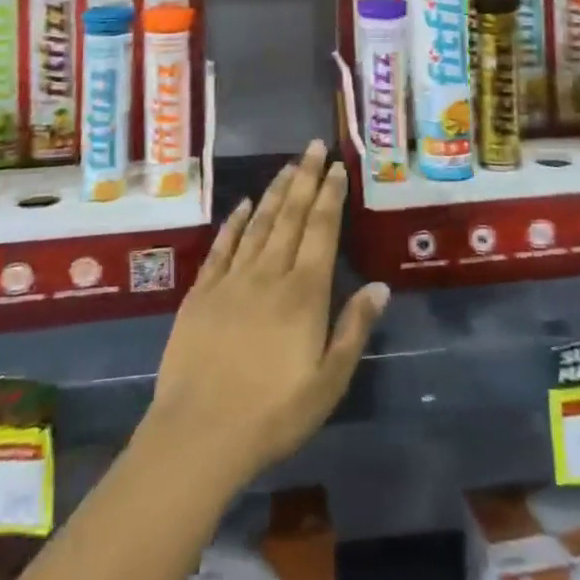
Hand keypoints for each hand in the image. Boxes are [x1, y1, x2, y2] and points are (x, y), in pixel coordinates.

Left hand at [145, 141, 388, 489]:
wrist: (200, 433)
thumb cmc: (274, 414)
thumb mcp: (329, 382)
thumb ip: (353, 329)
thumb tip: (379, 286)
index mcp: (304, 293)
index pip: (322, 231)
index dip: (330, 196)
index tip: (337, 167)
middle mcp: (270, 274)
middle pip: (291, 216)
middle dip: (305, 178)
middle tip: (314, 146)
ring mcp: (232, 279)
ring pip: (259, 223)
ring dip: (276, 192)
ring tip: (288, 166)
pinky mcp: (202, 291)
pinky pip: (222, 246)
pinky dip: (235, 222)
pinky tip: (244, 205)